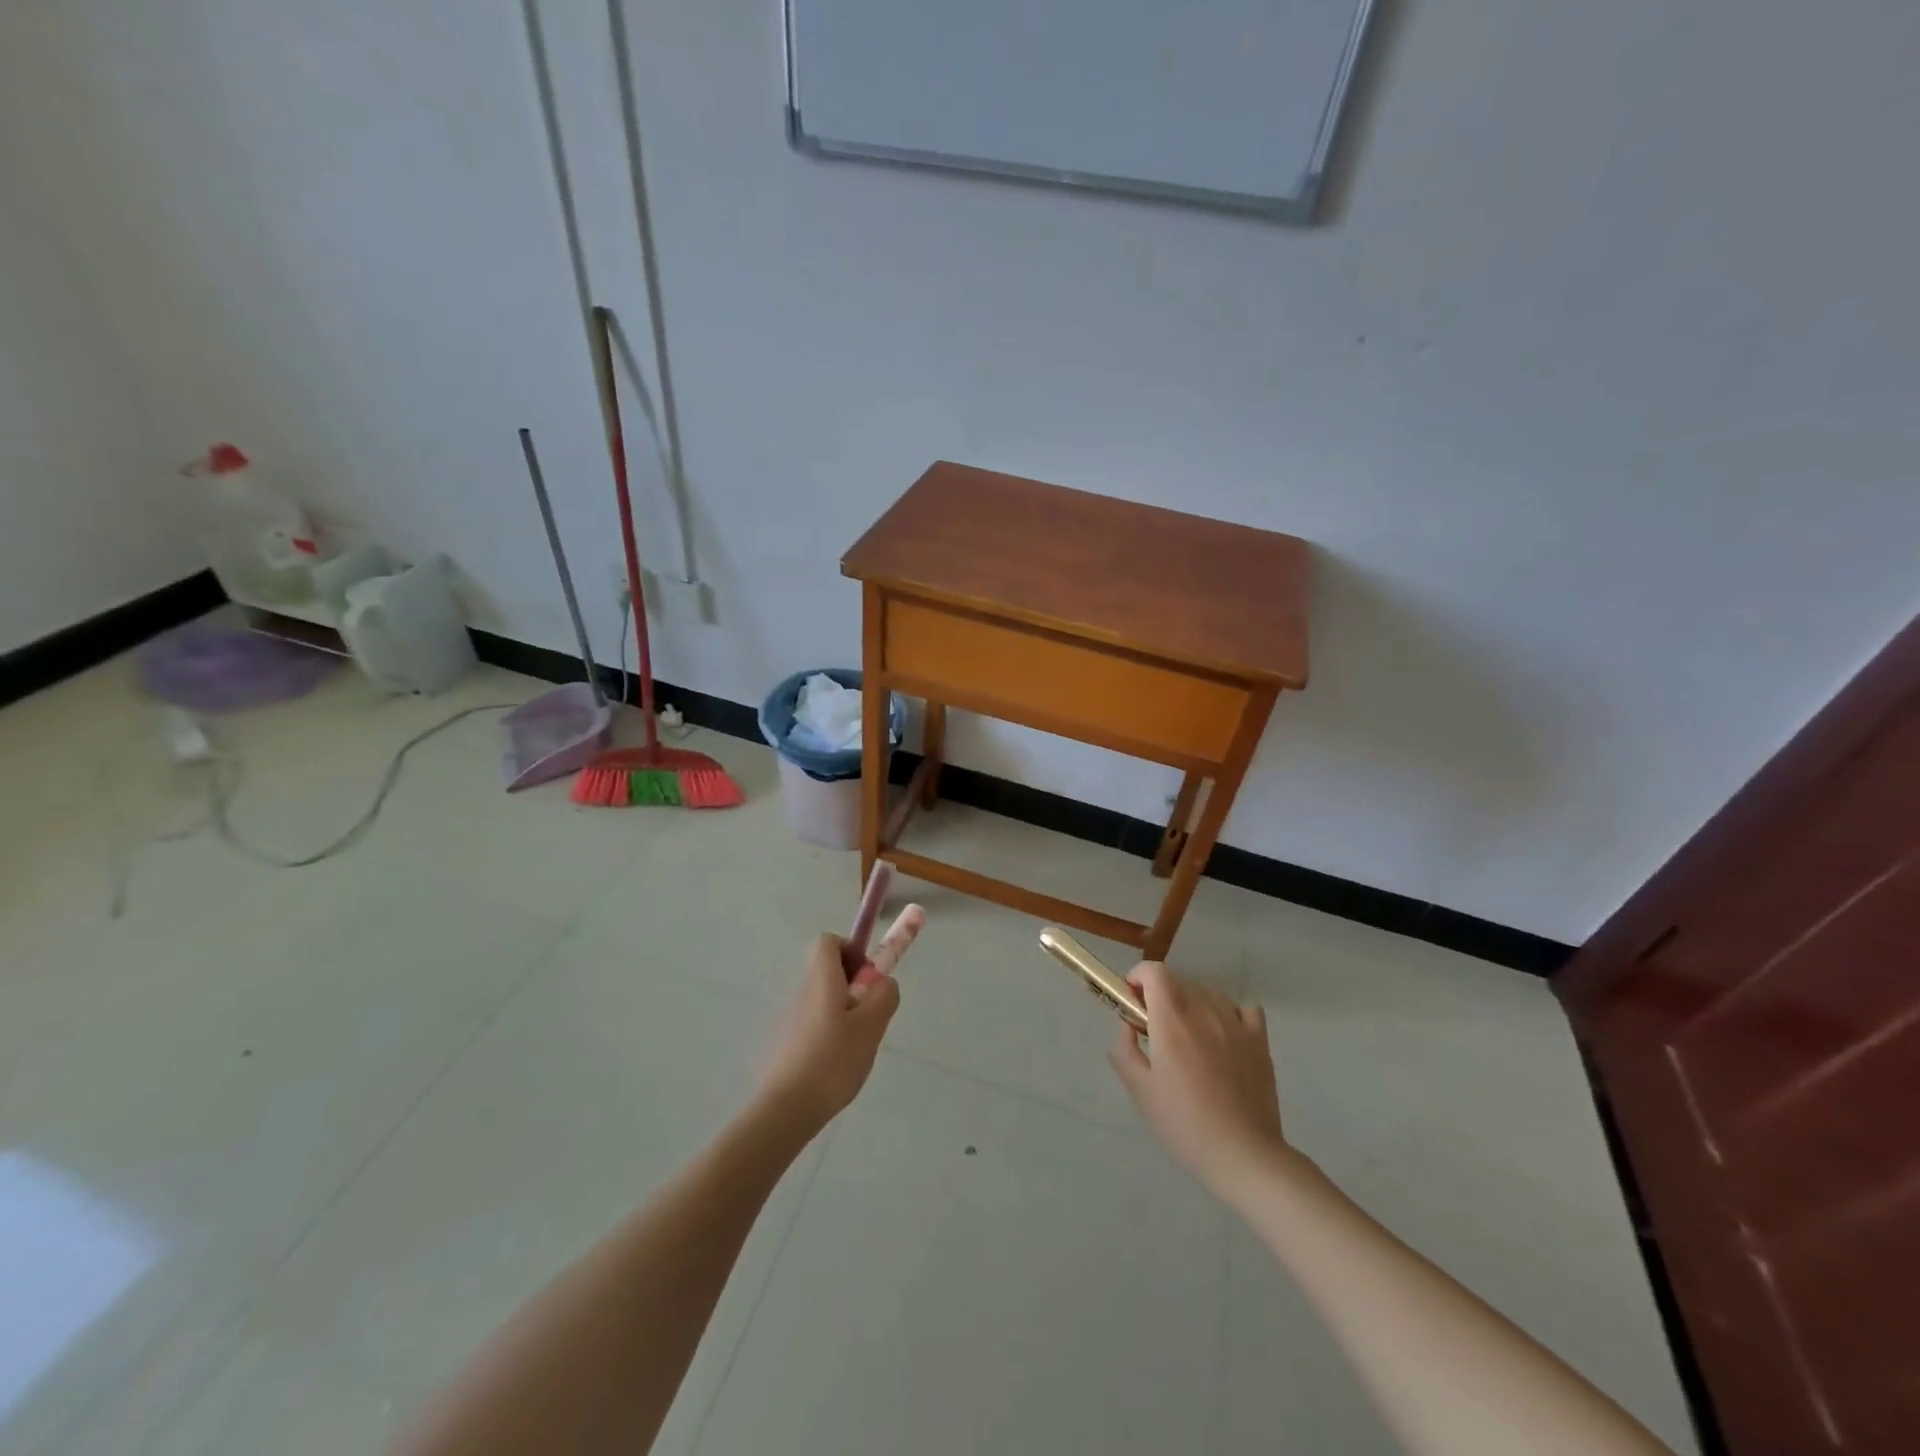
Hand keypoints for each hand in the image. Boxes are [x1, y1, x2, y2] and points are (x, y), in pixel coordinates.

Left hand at [757, 931, 904, 1131]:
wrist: (786, 1109)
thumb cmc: (832, 1060)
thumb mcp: (871, 1026)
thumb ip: (884, 996)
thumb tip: (883, 982)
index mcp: (821, 980)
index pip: (828, 941)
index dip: (850, 949)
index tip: (866, 977)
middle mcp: (802, 992)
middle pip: (828, 971)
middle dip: (853, 986)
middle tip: (869, 1015)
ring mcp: (790, 1018)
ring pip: (823, 1000)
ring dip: (843, 1013)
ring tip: (856, 1046)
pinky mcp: (785, 1043)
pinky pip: (814, 1024)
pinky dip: (829, 1034)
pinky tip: (837, 1064)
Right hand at [1108, 963, 1290, 1196]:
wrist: (1244, 1156)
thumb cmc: (1185, 1125)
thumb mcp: (1142, 1092)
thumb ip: (1126, 1052)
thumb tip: (1127, 1026)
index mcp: (1172, 1022)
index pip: (1155, 972)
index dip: (1139, 977)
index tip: (1132, 1000)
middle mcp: (1204, 1013)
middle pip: (1179, 981)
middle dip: (1161, 994)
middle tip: (1155, 1027)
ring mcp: (1236, 1024)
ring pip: (1208, 993)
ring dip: (1192, 1002)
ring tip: (1189, 1034)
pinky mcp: (1260, 1041)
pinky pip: (1244, 1009)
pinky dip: (1230, 1013)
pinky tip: (1224, 1035)